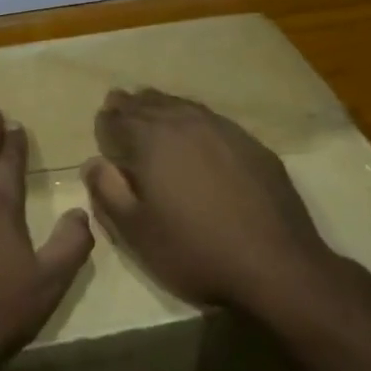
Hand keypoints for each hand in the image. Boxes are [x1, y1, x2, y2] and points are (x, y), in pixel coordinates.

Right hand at [84, 89, 349, 316]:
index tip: (101, 124)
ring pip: (182, 106)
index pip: (118, 119)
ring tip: (151, 108)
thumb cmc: (194, 251)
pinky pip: (211, 119)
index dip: (105, 122)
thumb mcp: (135, 231)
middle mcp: (186, 124)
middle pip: (150, 105)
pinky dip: (193, 118)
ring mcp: (224, 130)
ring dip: (161, 106)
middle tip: (118, 104)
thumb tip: (93, 162)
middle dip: (130, 106)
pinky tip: (195, 132)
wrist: (276, 266)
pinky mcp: (252, 145)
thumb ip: (107, 191)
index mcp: (151, 140)